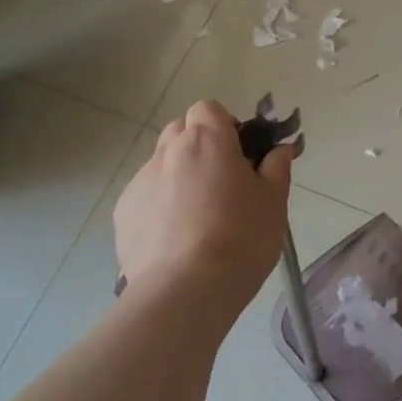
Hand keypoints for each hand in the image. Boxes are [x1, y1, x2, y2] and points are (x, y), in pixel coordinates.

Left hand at [113, 100, 294, 319]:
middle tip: (221, 181)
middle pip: (180, 131)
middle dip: (199, 146)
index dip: (224, 125)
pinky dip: (159, 206)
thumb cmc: (241, 238)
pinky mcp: (123, 215)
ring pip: (161, 165)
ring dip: (179, 176)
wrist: (185, 291)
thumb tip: (279, 149)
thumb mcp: (274, 202)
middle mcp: (168, 153)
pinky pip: (145, 197)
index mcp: (207, 141)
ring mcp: (140, 183)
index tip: (240, 153)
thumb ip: (276, 168)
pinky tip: (175, 239)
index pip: (208, 109)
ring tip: (197, 216)